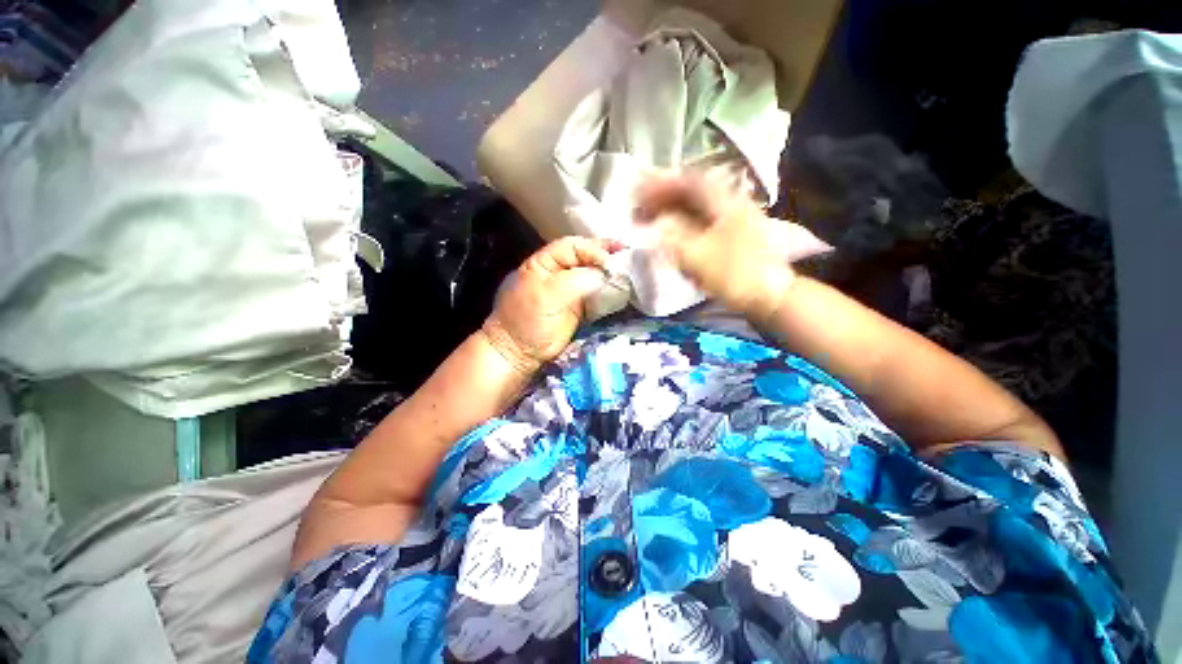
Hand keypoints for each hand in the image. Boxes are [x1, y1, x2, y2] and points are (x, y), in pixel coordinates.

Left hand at [482, 237, 621, 373]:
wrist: (520, 352)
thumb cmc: (526, 320)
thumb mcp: (546, 295)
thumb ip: (575, 281)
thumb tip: (604, 275)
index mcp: (544, 263)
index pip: (572, 246)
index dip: (592, 249)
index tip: (610, 262)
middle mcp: (558, 272)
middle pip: (584, 257)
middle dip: (605, 256)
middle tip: (627, 255)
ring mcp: (569, 290)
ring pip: (592, 274)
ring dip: (609, 273)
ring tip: (629, 271)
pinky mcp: (578, 307)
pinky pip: (596, 294)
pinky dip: (608, 291)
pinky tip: (621, 289)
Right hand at [636, 171, 830, 320]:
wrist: (770, 295)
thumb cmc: (735, 275)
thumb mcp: (699, 257)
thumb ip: (673, 237)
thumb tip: (655, 224)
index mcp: (724, 203)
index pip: (688, 181)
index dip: (661, 184)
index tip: (640, 192)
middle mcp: (728, 204)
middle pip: (691, 192)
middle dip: (663, 198)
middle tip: (641, 209)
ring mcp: (731, 219)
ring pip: (695, 207)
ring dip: (671, 210)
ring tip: (651, 219)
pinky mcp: (731, 235)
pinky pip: (700, 221)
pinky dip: (682, 223)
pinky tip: (672, 232)